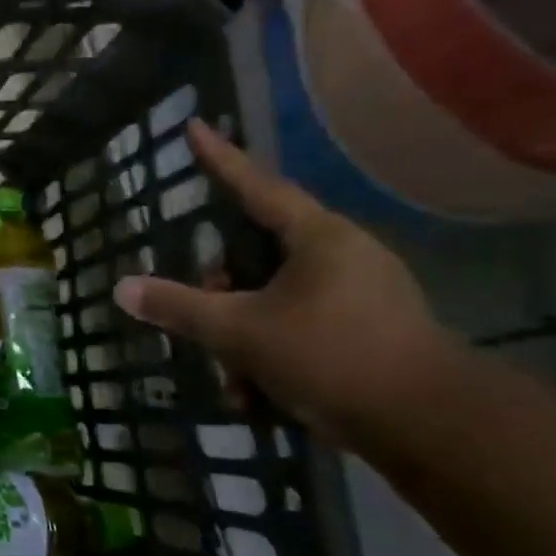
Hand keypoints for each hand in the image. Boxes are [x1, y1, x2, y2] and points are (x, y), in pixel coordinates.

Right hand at [114, 120, 458, 443]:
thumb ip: (180, 307)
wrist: (433, 428)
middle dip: (222, 284)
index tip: (195, 127)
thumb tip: (122, 288)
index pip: (256, 186)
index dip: (220, 159)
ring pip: (277, 296)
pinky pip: (301, 326)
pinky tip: (256, 396)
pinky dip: (272, 353)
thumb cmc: (333, 356)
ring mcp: (363, 294)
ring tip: (229, 374)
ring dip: (243, 330)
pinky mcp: (370, 332)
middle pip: (260, 251)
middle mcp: (344, 255)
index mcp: (319, 238)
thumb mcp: (241, 331)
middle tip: (200, 307)